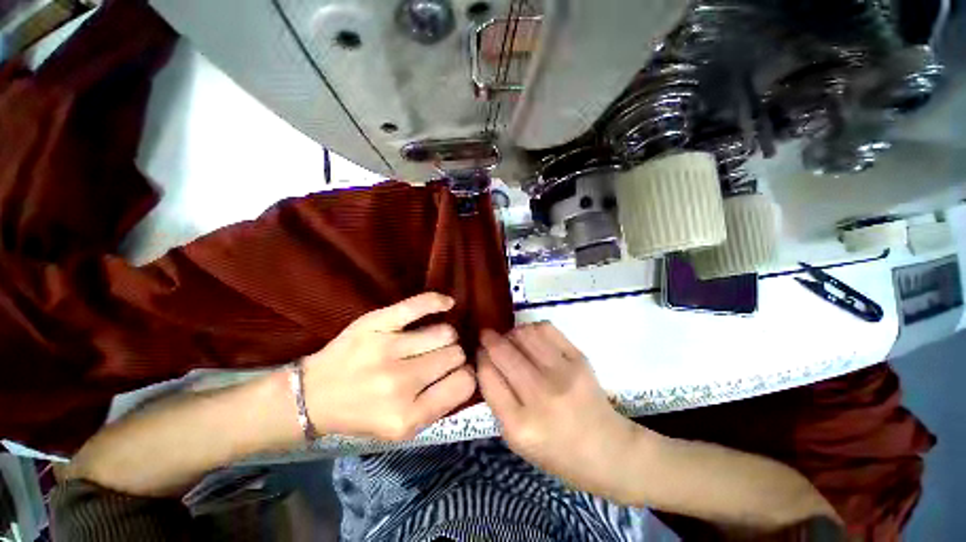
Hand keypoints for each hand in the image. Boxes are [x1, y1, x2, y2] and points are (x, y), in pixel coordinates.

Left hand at [303, 293, 475, 440]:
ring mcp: (387, 349)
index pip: (463, 383)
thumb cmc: (361, 414)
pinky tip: (446, 304)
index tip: (456, 373)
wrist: (313, 396)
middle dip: (452, 357)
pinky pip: (418, 305)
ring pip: (444, 332)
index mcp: (407, 417)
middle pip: (455, 355)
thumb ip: (438, 406)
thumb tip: (468, 373)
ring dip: (444, 336)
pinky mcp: (375, 323)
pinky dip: (437, 301)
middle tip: (438, 359)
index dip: (465, 376)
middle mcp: (399, 383)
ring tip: (431, 341)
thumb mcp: (402, 429)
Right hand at [478, 323, 647, 501]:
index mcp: (519, 426)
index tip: (479, 351)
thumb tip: (487, 359)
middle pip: (503, 352)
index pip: (488, 376)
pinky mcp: (579, 359)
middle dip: (489, 339)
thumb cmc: (557, 451)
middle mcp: (540, 397)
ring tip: (511, 338)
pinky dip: (532, 327)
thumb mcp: (517, 440)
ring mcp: (562, 374)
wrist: (608, 450)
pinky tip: (531, 336)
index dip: (480, 358)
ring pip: (523, 335)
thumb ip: (498, 400)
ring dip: (511, 332)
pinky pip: (546, 328)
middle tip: (487, 336)